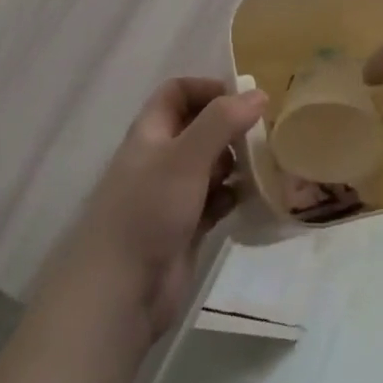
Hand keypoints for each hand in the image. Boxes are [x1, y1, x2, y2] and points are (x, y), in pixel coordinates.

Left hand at [44, 78, 266, 340]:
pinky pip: (215, 200)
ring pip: (210, 164)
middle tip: (262, 134)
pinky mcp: (185, 227)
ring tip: (263, 165)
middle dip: (229, 127)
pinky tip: (252, 198)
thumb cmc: (148, 211)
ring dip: (235, 162)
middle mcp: (160, 159)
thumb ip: (222, 122)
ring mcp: (172, 195)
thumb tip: (259, 94)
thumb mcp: (186, 157)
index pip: (177, 92)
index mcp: (150, 133)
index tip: (243, 100)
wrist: (120, 294)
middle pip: (198, 127)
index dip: (207, 89)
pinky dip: (233, 195)